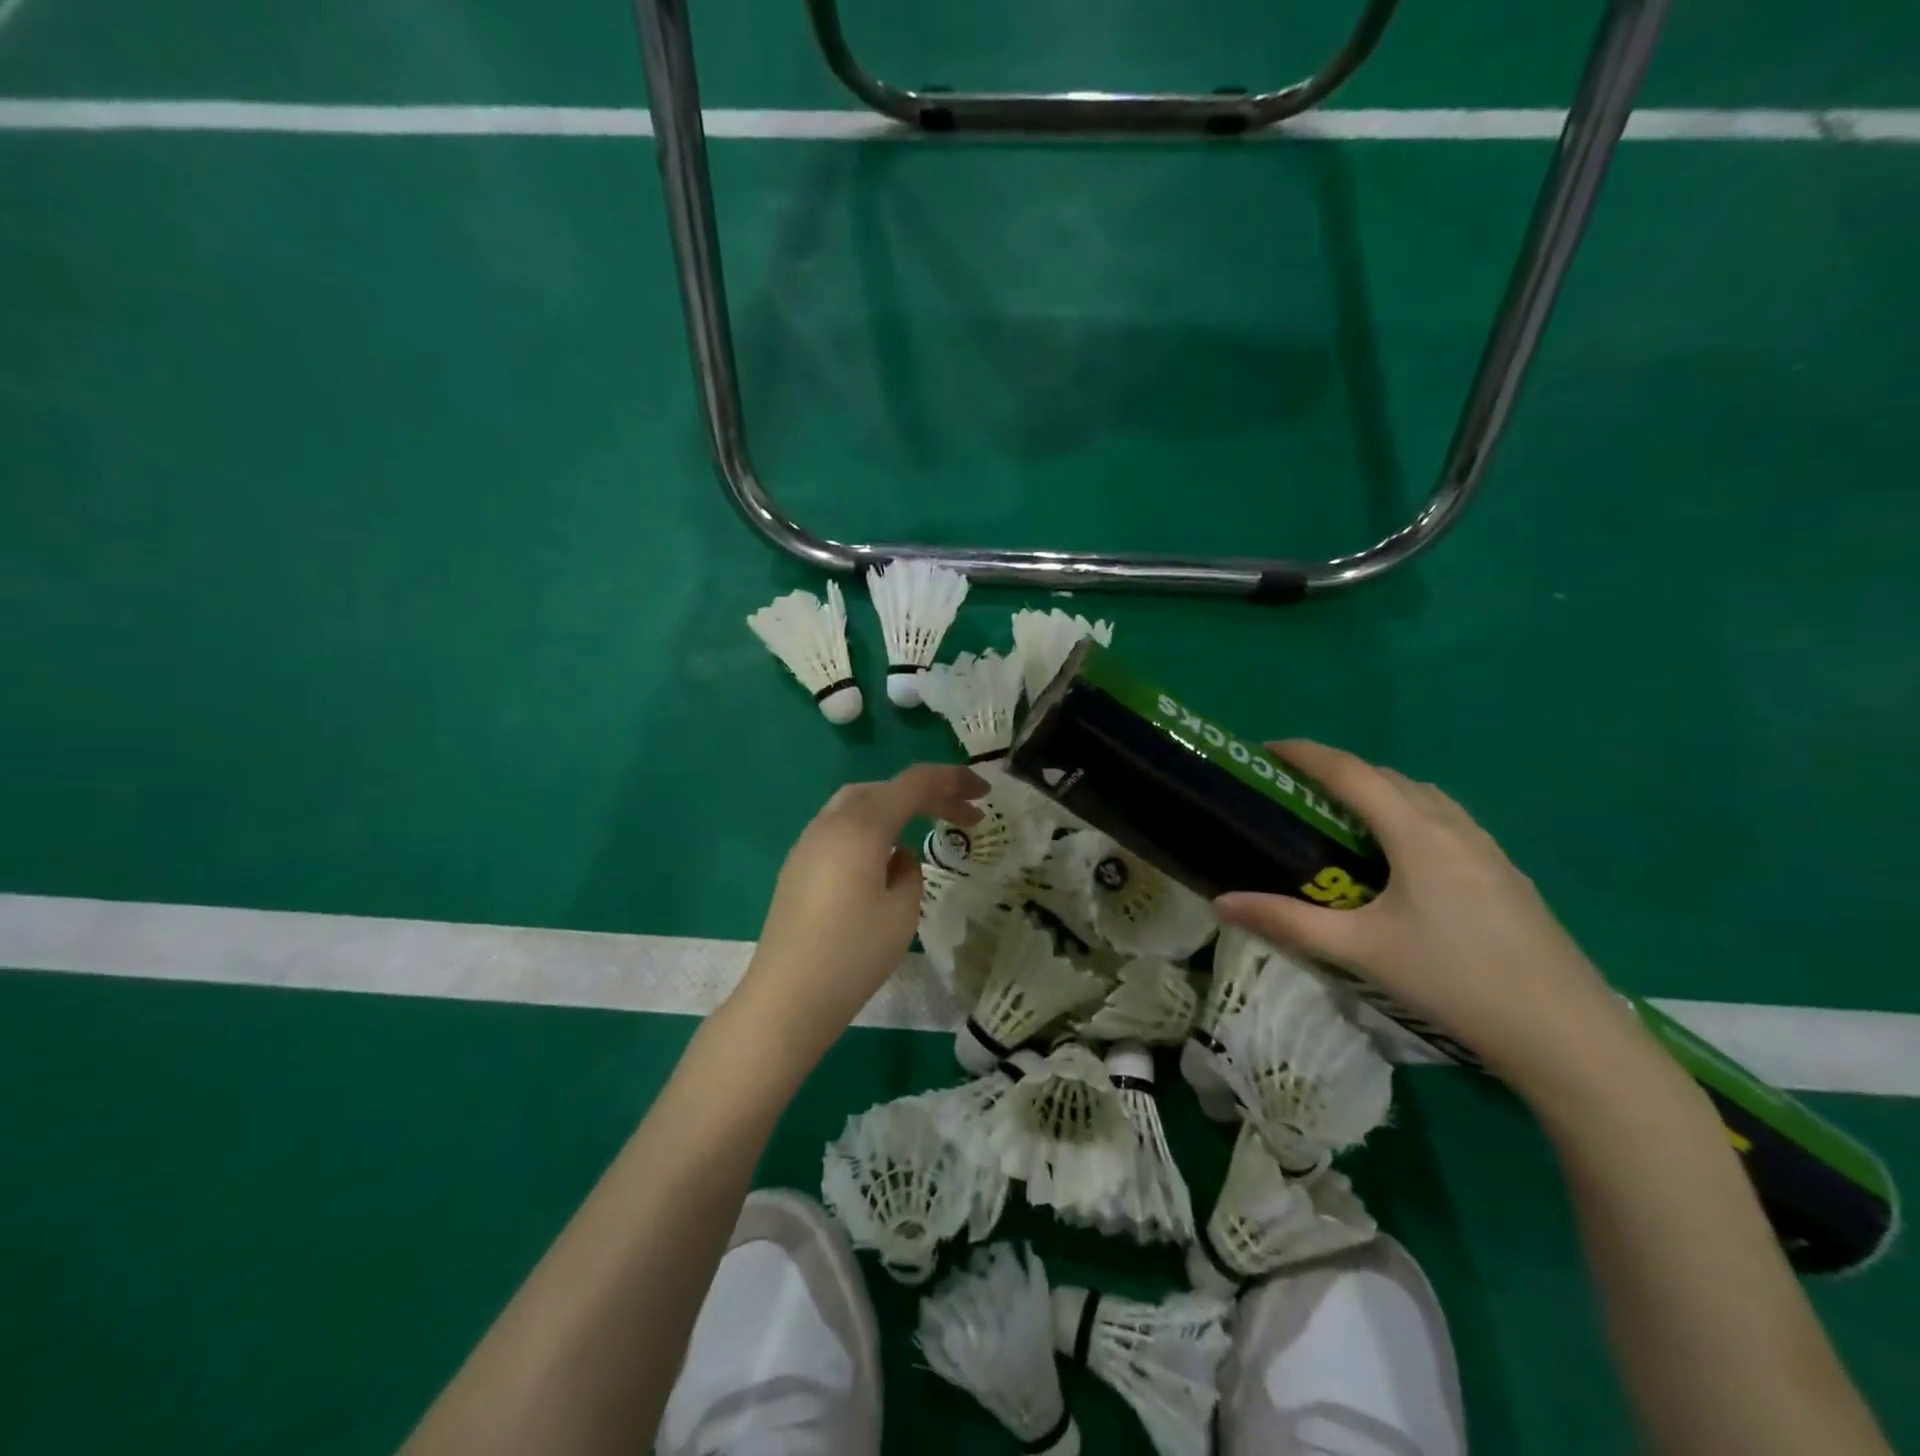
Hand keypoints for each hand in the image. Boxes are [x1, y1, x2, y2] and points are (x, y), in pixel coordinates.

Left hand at [732, 764, 986, 1062]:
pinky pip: (841, 827)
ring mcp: (808, 843)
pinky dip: (872, 825)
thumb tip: (899, 858)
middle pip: (885, 788)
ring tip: (929, 825)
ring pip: (859, 803)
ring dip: (897, 806)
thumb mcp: (902, 913)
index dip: (953, 780)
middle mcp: (830, 823)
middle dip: (927, 793)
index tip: (984, 792)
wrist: (785, 1000)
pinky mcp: (798, 866)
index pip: (914, 783)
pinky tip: (885, 855)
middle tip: (964, 814)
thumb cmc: (853, 956)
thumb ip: (911, 873)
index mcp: (860, 827)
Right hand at [1215, 740, 1645, 1100]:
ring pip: (1422, 797)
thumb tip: (1221, 902)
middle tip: (1295, 791)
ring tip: (1342, 818)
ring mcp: (1487, 848)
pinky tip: (1400, 857)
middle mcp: (1452, 826)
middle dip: (1337, 771)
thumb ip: (1286, 921)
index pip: (1350, 772)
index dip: (1306, 754)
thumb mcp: (1360, 950)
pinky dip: (1408, 814)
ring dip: (1377, 790)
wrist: (1566, 1034)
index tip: (1266, 750)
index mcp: (1415, 832)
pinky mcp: (1505, 873)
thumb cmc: (1454, 980)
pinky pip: (1446, 820)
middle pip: (1387, 777)